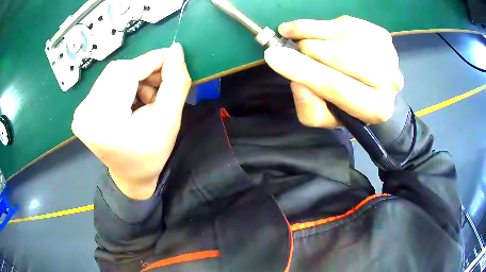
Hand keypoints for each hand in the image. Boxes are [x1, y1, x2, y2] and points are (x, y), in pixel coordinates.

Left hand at [72, 43, 190, 199]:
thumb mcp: (169, 123)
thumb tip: (176, 50)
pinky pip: (108, 81)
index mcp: (102, 121)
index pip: (126, 73)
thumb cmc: (150, 157)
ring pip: (114, 73)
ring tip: (150, 97)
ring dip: (137, 77)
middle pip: (118, 71)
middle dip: (145, 71)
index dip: (152, 60)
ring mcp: (81, 110)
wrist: (131, 176)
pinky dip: (127, 83)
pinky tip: (137, 98)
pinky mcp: (84, 107)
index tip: (174, 57)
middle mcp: (84, 112)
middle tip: (163, 83)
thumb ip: (175, 84)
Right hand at [264, 16, 403, 127]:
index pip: (336, 87)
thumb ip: (309, 107)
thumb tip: (297, 81)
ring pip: (341, 34)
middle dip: (308, 50)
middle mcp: (388, 81)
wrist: (376, 88)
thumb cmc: (348, 105)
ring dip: (311, 32)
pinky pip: (343, 22)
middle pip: (340, 56)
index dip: (302, 70)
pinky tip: (314, 30)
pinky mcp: (381, 34)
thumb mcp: (325, 117)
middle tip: (294, 49)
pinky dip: (321, 24)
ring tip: (298, 36)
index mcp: (375, 109)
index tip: (273, 56)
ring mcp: (388, 54)